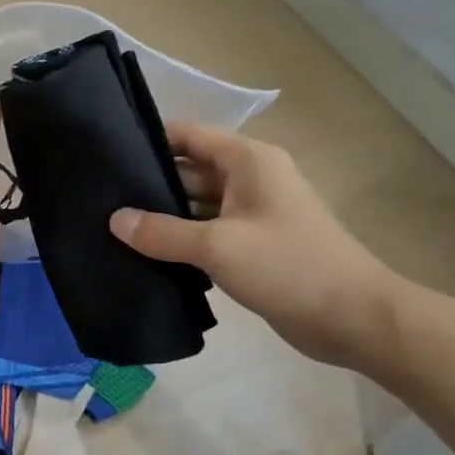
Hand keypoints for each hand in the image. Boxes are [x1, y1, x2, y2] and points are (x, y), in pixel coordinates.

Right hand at [109, 123, 401, 366]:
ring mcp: (252, 213)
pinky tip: (145, 255)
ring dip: (162, 216)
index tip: (106, 158)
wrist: (354, 319)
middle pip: (188, 170)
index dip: (148, 141)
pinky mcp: (252, 245)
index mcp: (247, 160)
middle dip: (149, 184)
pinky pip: (207, 233)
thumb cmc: (288, 266)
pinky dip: (181, 240)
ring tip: (113, 227)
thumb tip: (115, 220)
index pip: (187, 135)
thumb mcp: (218, 246)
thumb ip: (162, 232)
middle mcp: (249, 178)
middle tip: (100, 199)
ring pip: (196, 205)